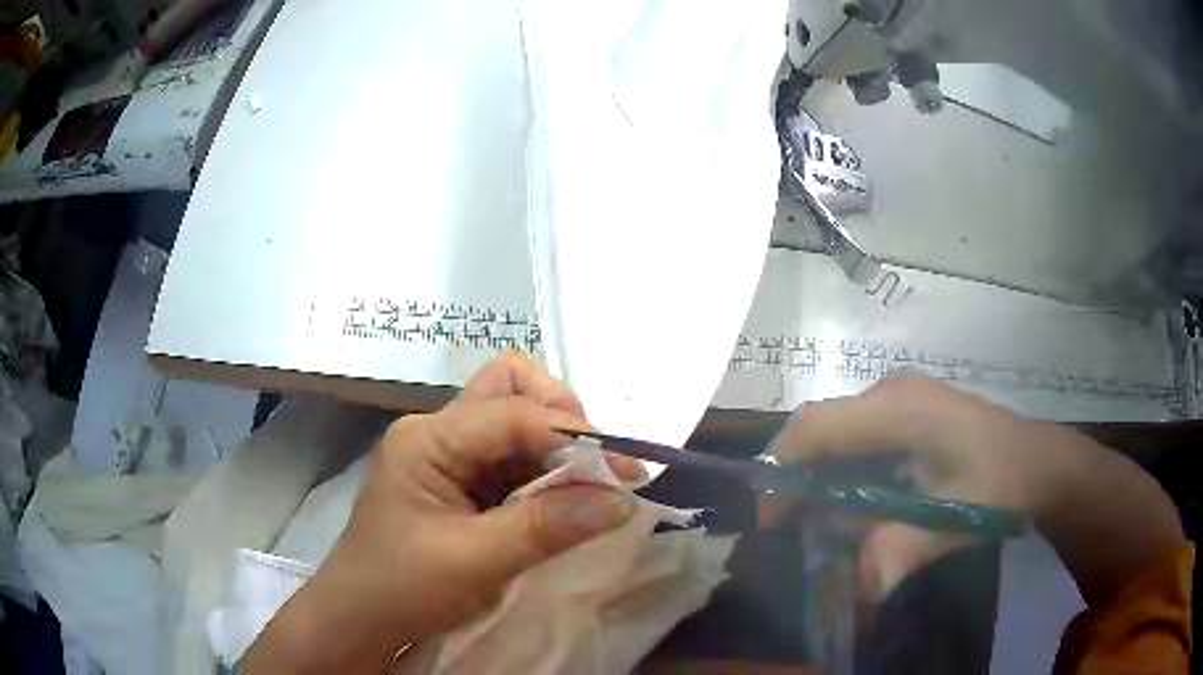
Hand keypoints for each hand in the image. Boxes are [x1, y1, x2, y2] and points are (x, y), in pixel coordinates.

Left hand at [245, 355, 639, 672]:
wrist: (360, 617)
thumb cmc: (402, 588)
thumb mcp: (475, 561)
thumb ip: (548, 526)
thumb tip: (622, 501)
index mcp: (428, 438)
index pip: (514, 413)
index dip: (576, 437)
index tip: (627, 474)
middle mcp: (438, 430)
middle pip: (510, 387)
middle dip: (561, 417)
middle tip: (595, 466)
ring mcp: (447, 451)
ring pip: (515, 418)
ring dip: (557, 446)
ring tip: (587, 485)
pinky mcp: (458, 477)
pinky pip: (511, 455)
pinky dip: (544, 470)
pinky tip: (560, 498)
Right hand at [765, 375, 1183, 606]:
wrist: (1040, 462)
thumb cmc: (1001, 483)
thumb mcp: (957, 519)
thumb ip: (905, 549)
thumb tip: (861, 589)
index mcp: (901, 408)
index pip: (819, 425)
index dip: (784, 469)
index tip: (771, 521)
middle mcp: (892, 394)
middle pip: (821, 427)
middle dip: (796, 478)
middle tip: (789, 528)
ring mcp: (900, 401)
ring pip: (836, 434)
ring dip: (819, 479)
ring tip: (820, 525)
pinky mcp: (908, 415)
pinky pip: (857, 440)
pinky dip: (842, 475)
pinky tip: (856, 508)